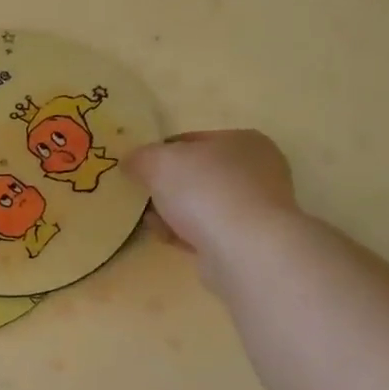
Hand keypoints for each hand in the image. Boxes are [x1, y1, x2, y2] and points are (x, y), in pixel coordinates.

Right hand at [128, 130, 299, 288]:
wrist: (243, 249)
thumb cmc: (204, 191)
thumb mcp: (159, 162)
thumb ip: (140, 157)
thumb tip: (131, 162)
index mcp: (243, 140)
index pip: (192, 140)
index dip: (160, 153)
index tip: (138, 170)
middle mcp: (257, 170)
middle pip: (197, 174)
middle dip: (167, 187)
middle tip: (143, 197)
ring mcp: (256, 207)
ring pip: (201, 205)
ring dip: (174, 213)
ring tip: (152, 222)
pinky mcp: (249, 240)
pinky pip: (208, 231)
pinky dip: (186, 234)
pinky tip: (168, 239)